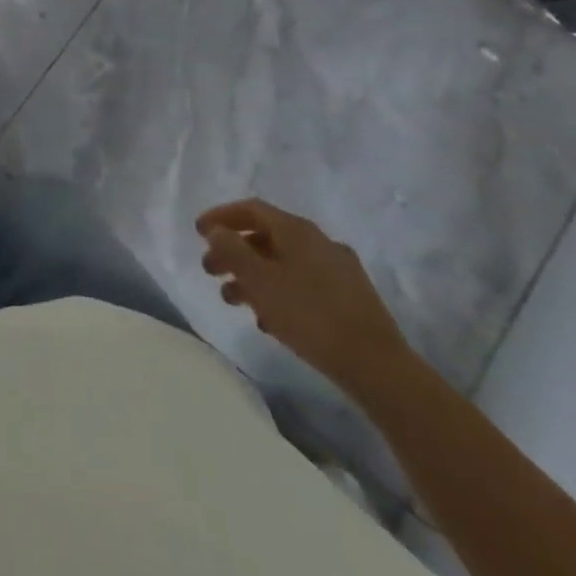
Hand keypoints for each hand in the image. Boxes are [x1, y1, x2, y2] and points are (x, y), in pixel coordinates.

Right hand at [196, 197, 410, 399]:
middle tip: (210, 270)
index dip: (221, 216)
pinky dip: (278, 292)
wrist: (377, 367)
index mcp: (297, 230)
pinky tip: (268, 318)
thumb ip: (232, 250)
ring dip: (253, 275)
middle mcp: (319, 242)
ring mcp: (338, 270)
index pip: (251, 209)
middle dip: (233, 251)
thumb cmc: (309, 315)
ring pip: (283, 263)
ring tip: (232, 300)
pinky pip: (302, 284)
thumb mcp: (259, 280)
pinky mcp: (350, 299)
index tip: (198, 232)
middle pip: (266, 237)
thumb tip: (217, 231)